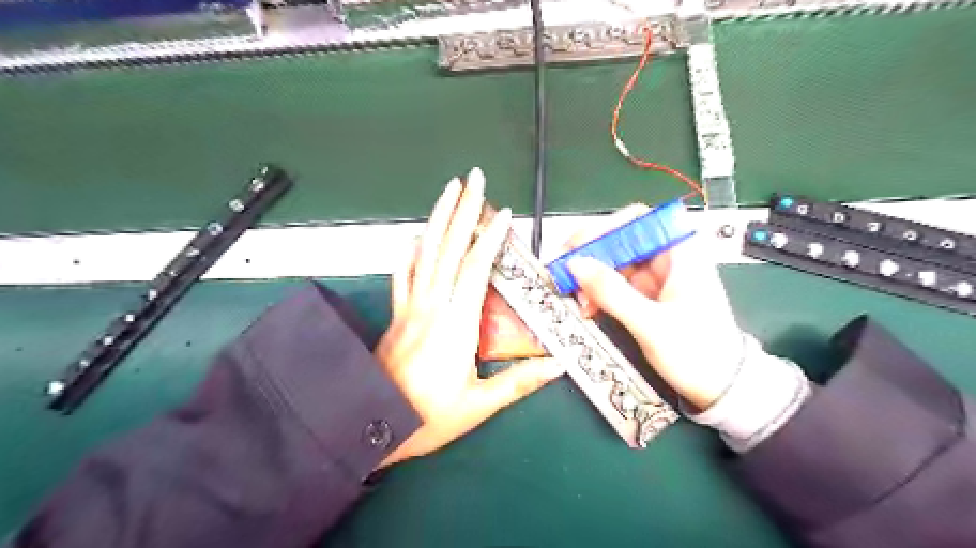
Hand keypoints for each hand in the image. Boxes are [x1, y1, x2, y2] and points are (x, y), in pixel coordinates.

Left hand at [377, 167, 569, 466]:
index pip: (475, 268)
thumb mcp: (480, 404)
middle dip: (462, 209)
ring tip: (448, 190)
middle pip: (448, 248)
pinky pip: (402, 274)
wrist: (375, 426)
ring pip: (424, 253)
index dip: (491, 238)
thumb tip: (559, 366)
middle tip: (473, 178)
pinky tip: (414, 237)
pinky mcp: (397, 314)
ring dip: (437, 218)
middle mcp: (432, 306)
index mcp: (456, 323)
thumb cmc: (430, 417)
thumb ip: (520, 382)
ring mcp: (410, 307)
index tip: (504, 213)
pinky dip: (410, 252)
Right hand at [565, 203, 739, 409]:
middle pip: (620, 240)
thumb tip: (576, 264)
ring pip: (613, 262)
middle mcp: (667, 258)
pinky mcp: (647, 295)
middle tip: (565, 274)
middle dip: (590, 257)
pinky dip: (598, 292)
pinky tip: (588, 306)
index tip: (577, 247)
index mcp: (681, 252)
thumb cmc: (699, 353)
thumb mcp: (651, 324)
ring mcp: (656, 277)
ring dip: (590, 277)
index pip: (637, 220)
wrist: (721, 387)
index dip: (604, 228)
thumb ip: (612, 293)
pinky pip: (615, 283)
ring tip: (577, 298)